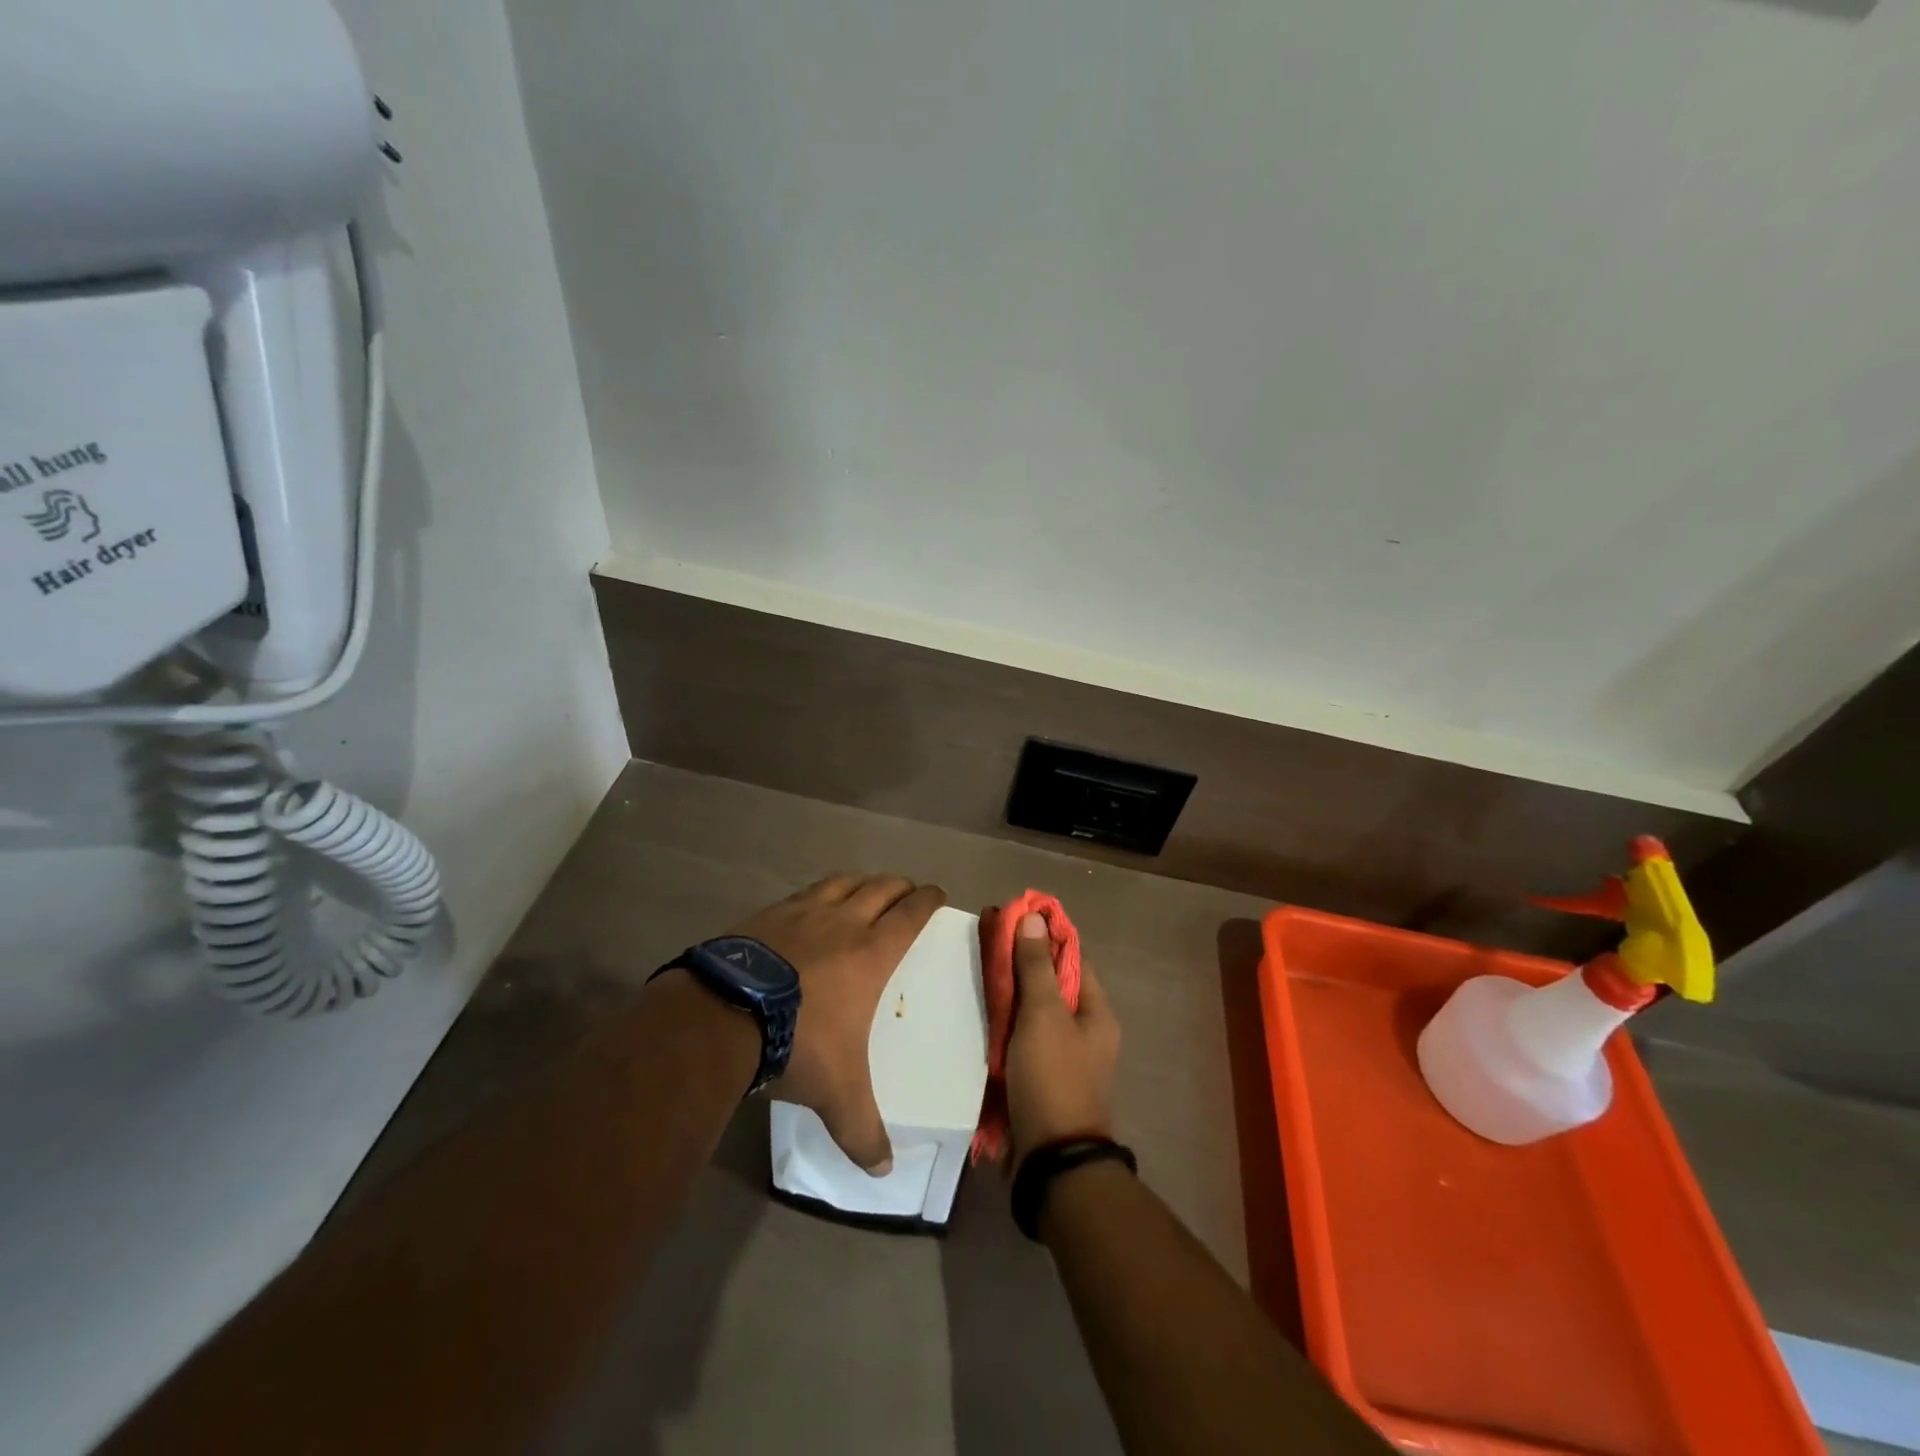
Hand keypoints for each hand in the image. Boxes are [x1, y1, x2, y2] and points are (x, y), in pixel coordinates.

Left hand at [732, 874, 945, 1174]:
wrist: (725, 1015)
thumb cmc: (798, 1043)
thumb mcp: (837, 1094)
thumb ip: (862, 1131)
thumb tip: (884, 1171)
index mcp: (871, 953)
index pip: (910, 915)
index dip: (927, 900)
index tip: (937, 893)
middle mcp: (842, 923)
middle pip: (880, 889)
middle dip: (899, 886)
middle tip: (907, 890)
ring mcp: (802, 913)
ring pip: (842, 883)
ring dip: (861, 881)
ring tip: (866, 886)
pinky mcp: (767, 914)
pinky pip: (803, 892)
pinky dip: (819, 892)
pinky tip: (811, 903)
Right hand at [1005, 911, 1120, 1168]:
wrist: (1051, 1161)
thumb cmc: (1053, 1078)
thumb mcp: (1044, 1015)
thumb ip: (1036, 967)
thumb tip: (1034, 918)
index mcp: (1096, 1013)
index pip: (1072, 958)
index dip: (1043, 935)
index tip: (1011, 917)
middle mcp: (1085, 1032)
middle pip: (1051, 984)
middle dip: (1021, 963)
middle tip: (986, 945)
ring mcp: (1063, 1057)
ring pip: (1034, 1012)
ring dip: (1010, 994)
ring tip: (977, 974)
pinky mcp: (1041, 1078)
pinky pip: (1022, 1039)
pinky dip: (1005, 1025)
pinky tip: (981, 1016)